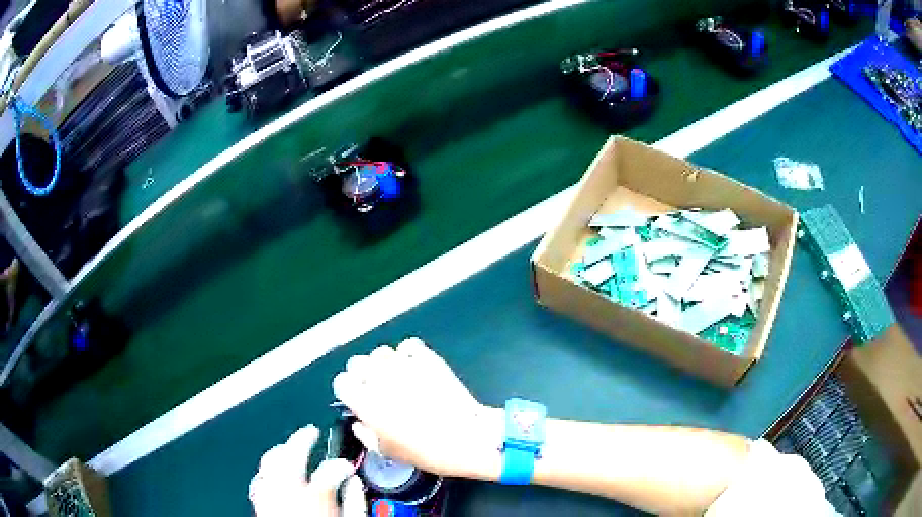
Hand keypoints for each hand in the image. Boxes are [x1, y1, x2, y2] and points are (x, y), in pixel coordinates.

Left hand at [249, 425, 365, 515]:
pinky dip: (264, 473)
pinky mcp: (260, 507)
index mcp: (316, 499)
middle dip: (301, 439)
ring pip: (268, 464)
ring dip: (279, 451)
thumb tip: (355, 482)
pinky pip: (257, 483)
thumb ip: (356, 502)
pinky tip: (270, 472)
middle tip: (311, 431)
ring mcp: (270, 498)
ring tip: (289, 447)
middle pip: (291, 456)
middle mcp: (288, 494)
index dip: (341, 465)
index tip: (348, 467)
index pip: (330, 470)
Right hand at [333, 338, 502, 479]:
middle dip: (362, 375)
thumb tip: (360, 422)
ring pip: (381, 352)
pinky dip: (407, 355)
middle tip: (375, 389)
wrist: (465, 438)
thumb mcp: (385, 451)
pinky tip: (414, 367)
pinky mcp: (426, 358)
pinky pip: (408, 346)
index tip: (356, 398)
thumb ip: (364, 433)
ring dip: (383, 365)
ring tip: (395, 378)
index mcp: (364, 401)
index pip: (341, 382)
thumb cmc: (424, 451)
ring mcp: (403, 365)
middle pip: (357, 362)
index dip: (348, 390)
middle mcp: (378, 378)